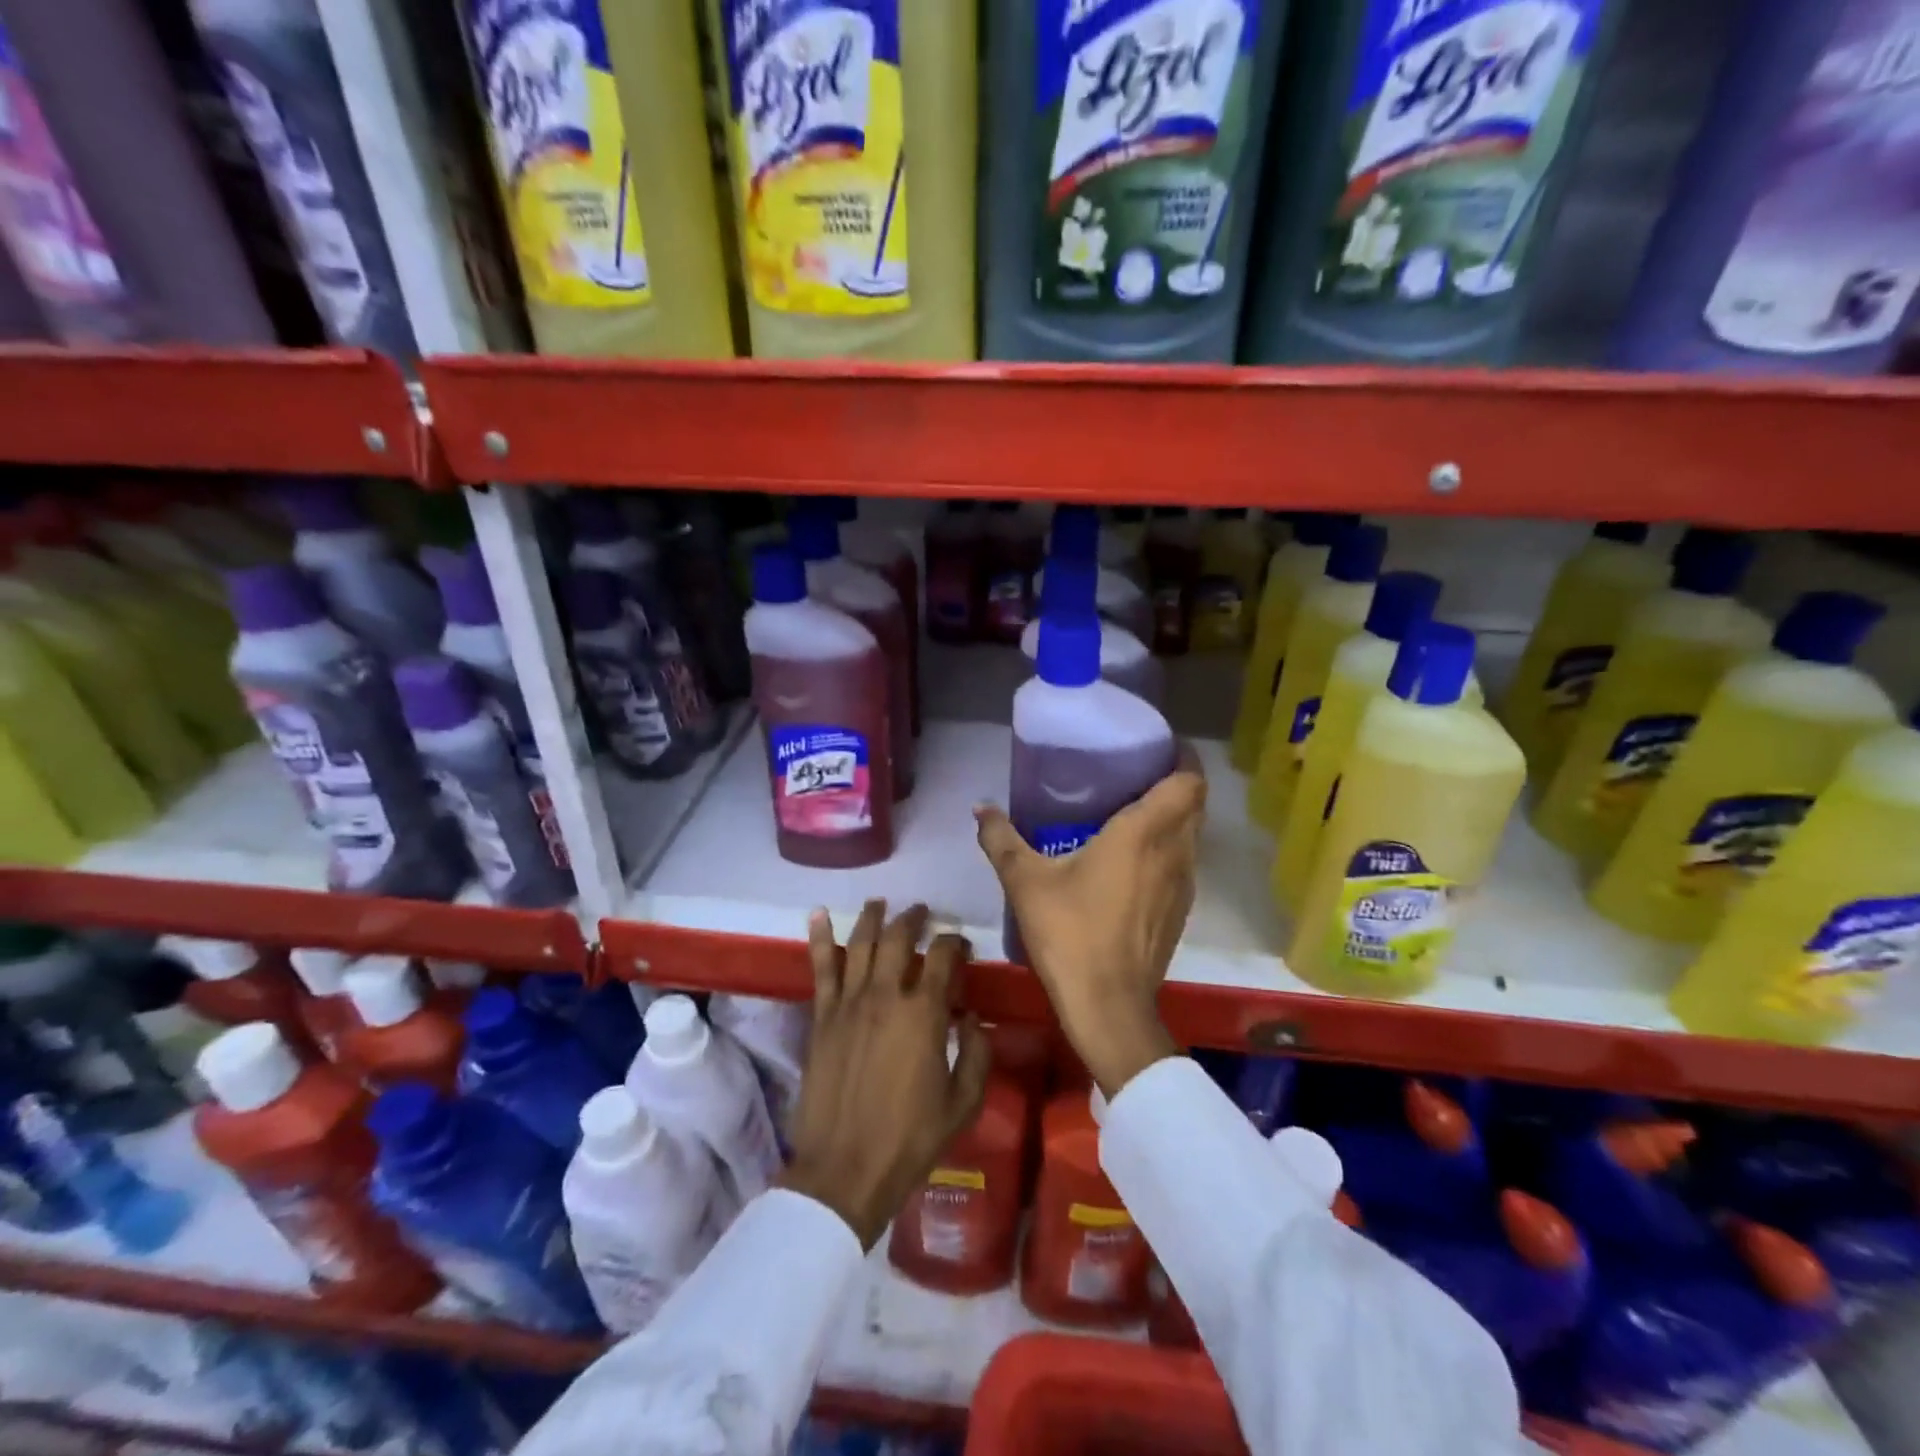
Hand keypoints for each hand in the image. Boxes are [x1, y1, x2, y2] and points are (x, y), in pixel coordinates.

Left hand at [780, 900, 991, 1249]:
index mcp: (924, 1013)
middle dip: (915, 919)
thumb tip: (972, 1018)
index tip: (960, 945)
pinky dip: (818, 938)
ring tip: (881, 903)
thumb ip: (977, 1054)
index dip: (955, 943)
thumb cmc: (910, 1139)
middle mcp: (885, 995)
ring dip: (872, 917)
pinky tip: (817, 914)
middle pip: (899, 938)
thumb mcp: (963, 1102)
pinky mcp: (822, 1017)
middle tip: (923, 913)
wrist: (844, 1170)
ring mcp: (848, 1003)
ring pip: (860, 943)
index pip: (942, 957)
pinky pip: (820, 968)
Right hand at [975, 750, 1203, 1097]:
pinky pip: (1183, 865)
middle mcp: (1174, 852)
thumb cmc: (1070, 933)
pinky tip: (1132, 864)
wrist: (1108, 1006)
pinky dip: (1167, 851)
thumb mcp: (1025, 881)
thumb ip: (1001, 839)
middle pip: (1194, 805)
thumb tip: (979, 808)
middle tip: (1134, 776)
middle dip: (1174, 785)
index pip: (1189, 781)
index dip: (1183, 759)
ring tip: (1132, 815)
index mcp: (1144, 832)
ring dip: (1172, 820)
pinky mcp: (1181, 912)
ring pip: (1191, 836)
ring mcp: (1184, 885)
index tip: (1156, 748)